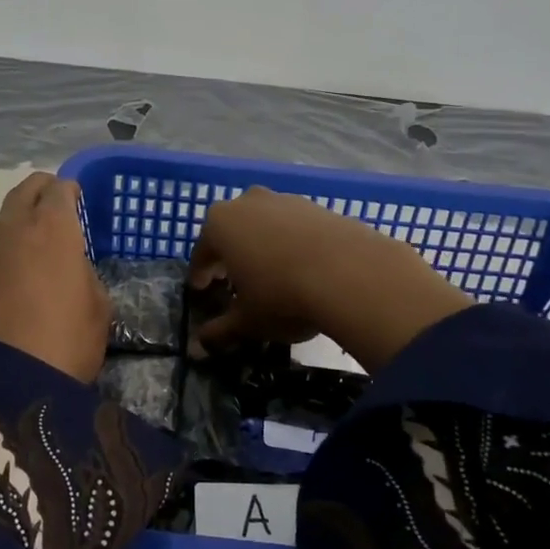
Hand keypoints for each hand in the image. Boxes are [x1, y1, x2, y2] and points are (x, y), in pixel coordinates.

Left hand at [0, 172, 110, 382]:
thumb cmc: (63, 342)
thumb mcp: (98, 309)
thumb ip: (85, 276)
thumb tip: (70, 269)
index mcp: (52, 228)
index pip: (59, 189)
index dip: (69, 191)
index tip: (76, 200)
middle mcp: (11, 228)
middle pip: (24, 191)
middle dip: (40, 193)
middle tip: (52, 211)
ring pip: (0, 225)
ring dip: (16, 231)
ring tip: (28, 259)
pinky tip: (5, 290)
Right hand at [188, 188, 470, 373]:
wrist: (351, 274)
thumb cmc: (281, 296)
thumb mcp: (247, 322)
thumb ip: (220, 332)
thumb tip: (198, 347)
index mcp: (220, 225)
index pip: (202, 252)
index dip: (200, 275)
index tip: (201, 291)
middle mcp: (248, 203)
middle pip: (232, 231)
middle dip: (230, 255)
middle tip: (233, 281)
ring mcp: (285, 201)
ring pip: (264, 225)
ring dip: (262, 246)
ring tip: (271, 275)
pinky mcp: (319, 207)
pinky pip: (295, 227)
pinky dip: (292, 244)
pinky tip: (303, 269)